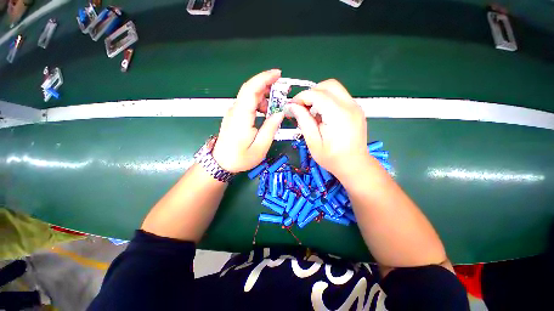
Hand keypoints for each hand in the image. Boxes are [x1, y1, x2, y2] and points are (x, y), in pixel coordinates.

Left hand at [212, 70, 284, 172]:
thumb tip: (280, 113)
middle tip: (283, 91)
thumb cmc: (240, 158)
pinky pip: (248, 104)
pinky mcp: (235, 116)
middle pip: (250, 89)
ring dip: (265, 97)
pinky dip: (259, 104)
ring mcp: (234, 112)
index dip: (264, 78)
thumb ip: (271, 128)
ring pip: (250, 96)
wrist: (221, 163)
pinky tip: (266, 112)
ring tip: (276, 107)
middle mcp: (236, 110)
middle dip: (268, 85)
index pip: (251, 89)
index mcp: (242, 116)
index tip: (278, 74)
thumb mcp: (260, 147)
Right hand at [289, 79, 368, 178]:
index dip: (302, 97)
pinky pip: (340, 97)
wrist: (355, 165)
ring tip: (312, 112)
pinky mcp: (356, 109)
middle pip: (328, 85)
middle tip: (302, 107)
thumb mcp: (313, 142)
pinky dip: (328, 100)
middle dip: (311, 92)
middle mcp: (350, 106)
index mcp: (338, 115)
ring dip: (319, 95)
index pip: (317, 94)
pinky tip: (323, 115)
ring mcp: (356, 106)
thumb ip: (304, 121)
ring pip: (335, 89)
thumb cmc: (332, 158)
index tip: (292, 106)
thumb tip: (293, 106)